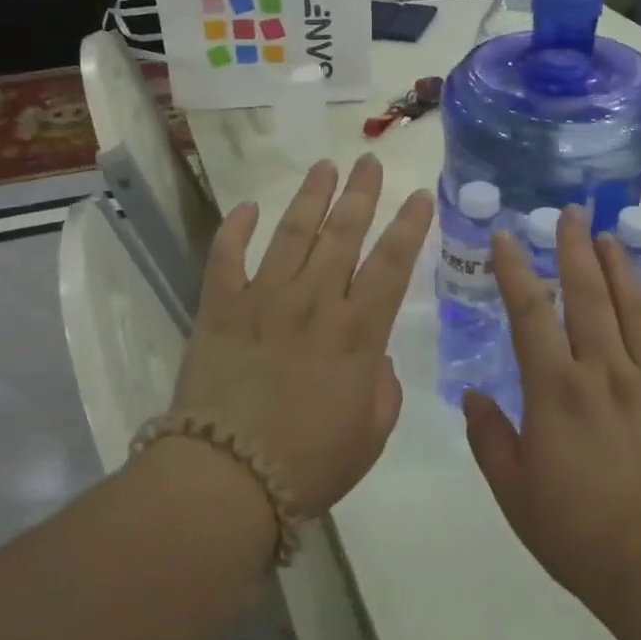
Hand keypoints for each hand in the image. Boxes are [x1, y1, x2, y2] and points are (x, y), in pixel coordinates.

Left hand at [170, 156, 433, 516]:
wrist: (226, 479)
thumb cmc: (308, 465)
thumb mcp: (369, 436)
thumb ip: (382, 390)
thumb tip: (374, 357)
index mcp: (357, 333)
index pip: (392, 264)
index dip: (409, 226)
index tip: (420, 195)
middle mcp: (314, 302)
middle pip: (343, 234)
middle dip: (361, 193)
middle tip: (369, 161)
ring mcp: (263, 299)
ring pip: (292, 232)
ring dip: (311, 196)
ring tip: (324, 166)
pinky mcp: (220, 308)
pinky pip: (226, 257)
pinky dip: (236, 229)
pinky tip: (248, 208)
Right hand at [464, 207, 640, 616]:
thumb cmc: (577, 533)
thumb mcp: (513, 491)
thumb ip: (489, 437)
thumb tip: (472, 394)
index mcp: (555, 389)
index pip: (530, 312)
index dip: (515, 270)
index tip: (506, 237)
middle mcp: (603, 372)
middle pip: (586, 296)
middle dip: (574, 250)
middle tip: (570, 213)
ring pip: (634, 309)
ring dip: (621, 267)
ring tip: (611, 235)